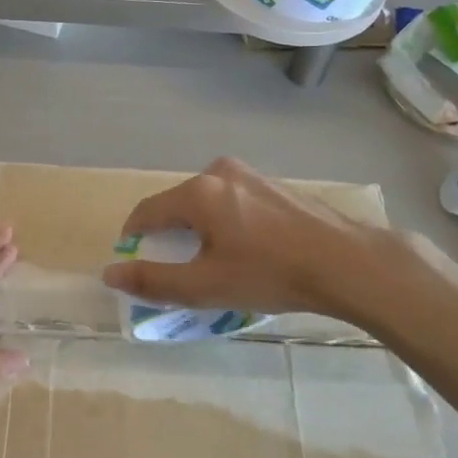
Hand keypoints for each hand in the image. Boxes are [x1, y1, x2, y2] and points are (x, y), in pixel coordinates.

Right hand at [99, 158, 424, 320]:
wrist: (348, 263)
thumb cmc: (270, 274)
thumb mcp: (206, 286)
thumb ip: (154, 280)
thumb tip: (110, 274)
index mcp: (198, 191)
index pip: (147, 211)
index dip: (133, 239)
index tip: (135, 265)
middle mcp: (220, 172)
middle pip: (178, 205)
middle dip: (171, 237)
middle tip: (180, 272)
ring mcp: (252, 175)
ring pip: (208, 203)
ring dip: (201, 231)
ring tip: (216, 265)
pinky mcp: (276, 185)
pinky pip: (235, 202)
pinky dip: (228, 224)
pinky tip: (249, 251)